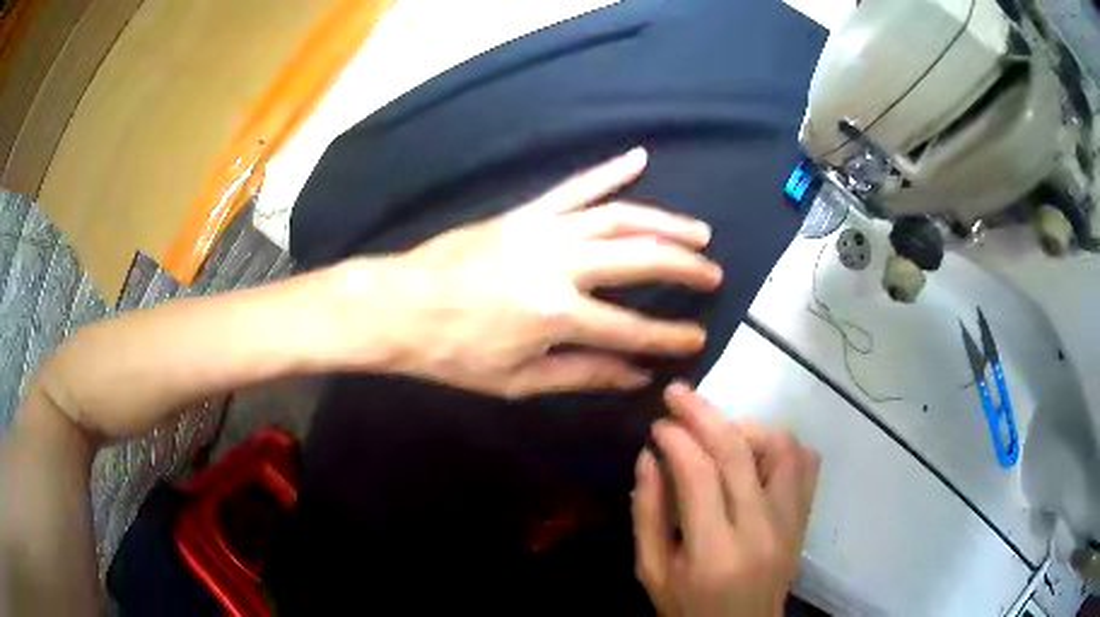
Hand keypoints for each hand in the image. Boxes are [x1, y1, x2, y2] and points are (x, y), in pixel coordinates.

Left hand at [333, 148, 722, 397]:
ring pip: (617, 217)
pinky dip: (608, 172)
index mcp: (554, 315)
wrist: (397, 307)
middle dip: (683, 266)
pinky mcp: (524, 213)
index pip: (630, 328)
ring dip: (664, 221)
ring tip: (698, 231)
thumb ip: (582, 374)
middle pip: (637, 258)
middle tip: (714, 273)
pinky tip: (638, 159)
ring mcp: (541, 231)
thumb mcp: (517, 380)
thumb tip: (635, 376)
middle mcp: (557, 265)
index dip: (668, 337)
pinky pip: (573, 188)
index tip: (697, 338)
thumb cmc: (452, 354)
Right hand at [632, 383, 819, 616]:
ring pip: (781, 447)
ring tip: (718, 434)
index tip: (658, 424)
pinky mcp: (805, 519)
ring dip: (746, 428)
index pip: (700, 474)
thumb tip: (649, 457)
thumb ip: (647, 515)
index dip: (677, 439)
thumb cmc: (689, 609)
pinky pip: (805, 463)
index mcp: (715, 552)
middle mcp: (761, 530)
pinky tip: (754, 453)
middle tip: (678, 395)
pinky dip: (781, 445)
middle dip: (704, 413)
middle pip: (739, 451)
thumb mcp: (652, 572)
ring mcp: (791, 522)